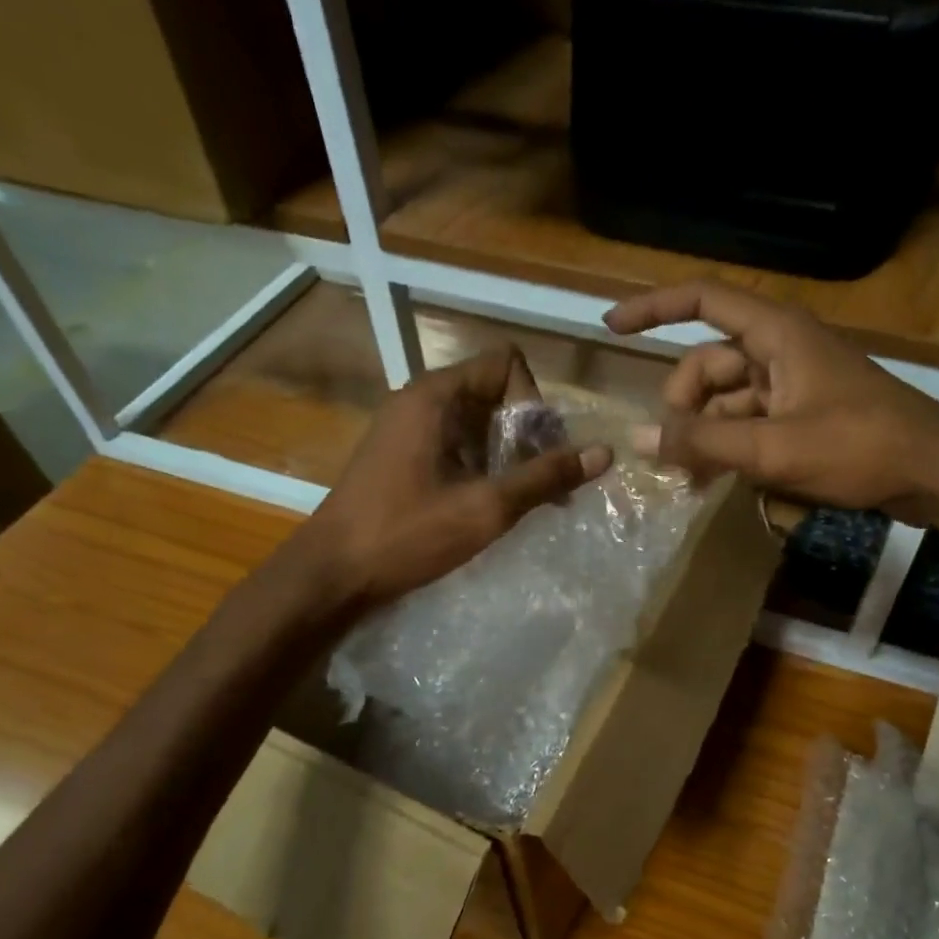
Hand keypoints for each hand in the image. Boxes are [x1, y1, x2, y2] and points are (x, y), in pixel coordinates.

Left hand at [306, 345, 611, 605]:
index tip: (538, 453)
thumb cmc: (408, 534)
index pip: (506, 364)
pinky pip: (456, 444)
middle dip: (527, 434)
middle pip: (494, 392)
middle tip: (541, 484)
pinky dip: (482, 466)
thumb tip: (604, 452)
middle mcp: (420, 400)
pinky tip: (487, 506)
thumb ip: (546, 477)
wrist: (333, 573)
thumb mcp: (486, 508)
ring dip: (508, 455)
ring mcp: (407, 428)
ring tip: (520, 502)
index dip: (534, 402)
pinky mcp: (402, 456)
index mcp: (436, 396)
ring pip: (477, 422)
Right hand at [605, 280, 938, 525]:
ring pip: (726, 400)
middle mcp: (780, 349)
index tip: (610, 327)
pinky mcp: (803, 413)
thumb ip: (703, 443)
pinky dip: (729, 447)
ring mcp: (792, 383)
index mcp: (776, 333)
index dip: (653, 308)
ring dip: (703, 435)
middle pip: (707, 364)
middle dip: (682, 406)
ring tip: (688, 479)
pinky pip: (749, 421)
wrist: (932, 473)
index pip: (702, 300)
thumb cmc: (858, 447)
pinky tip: (716, 481)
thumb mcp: (773, 448)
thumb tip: (639, 440)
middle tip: (670, 454)